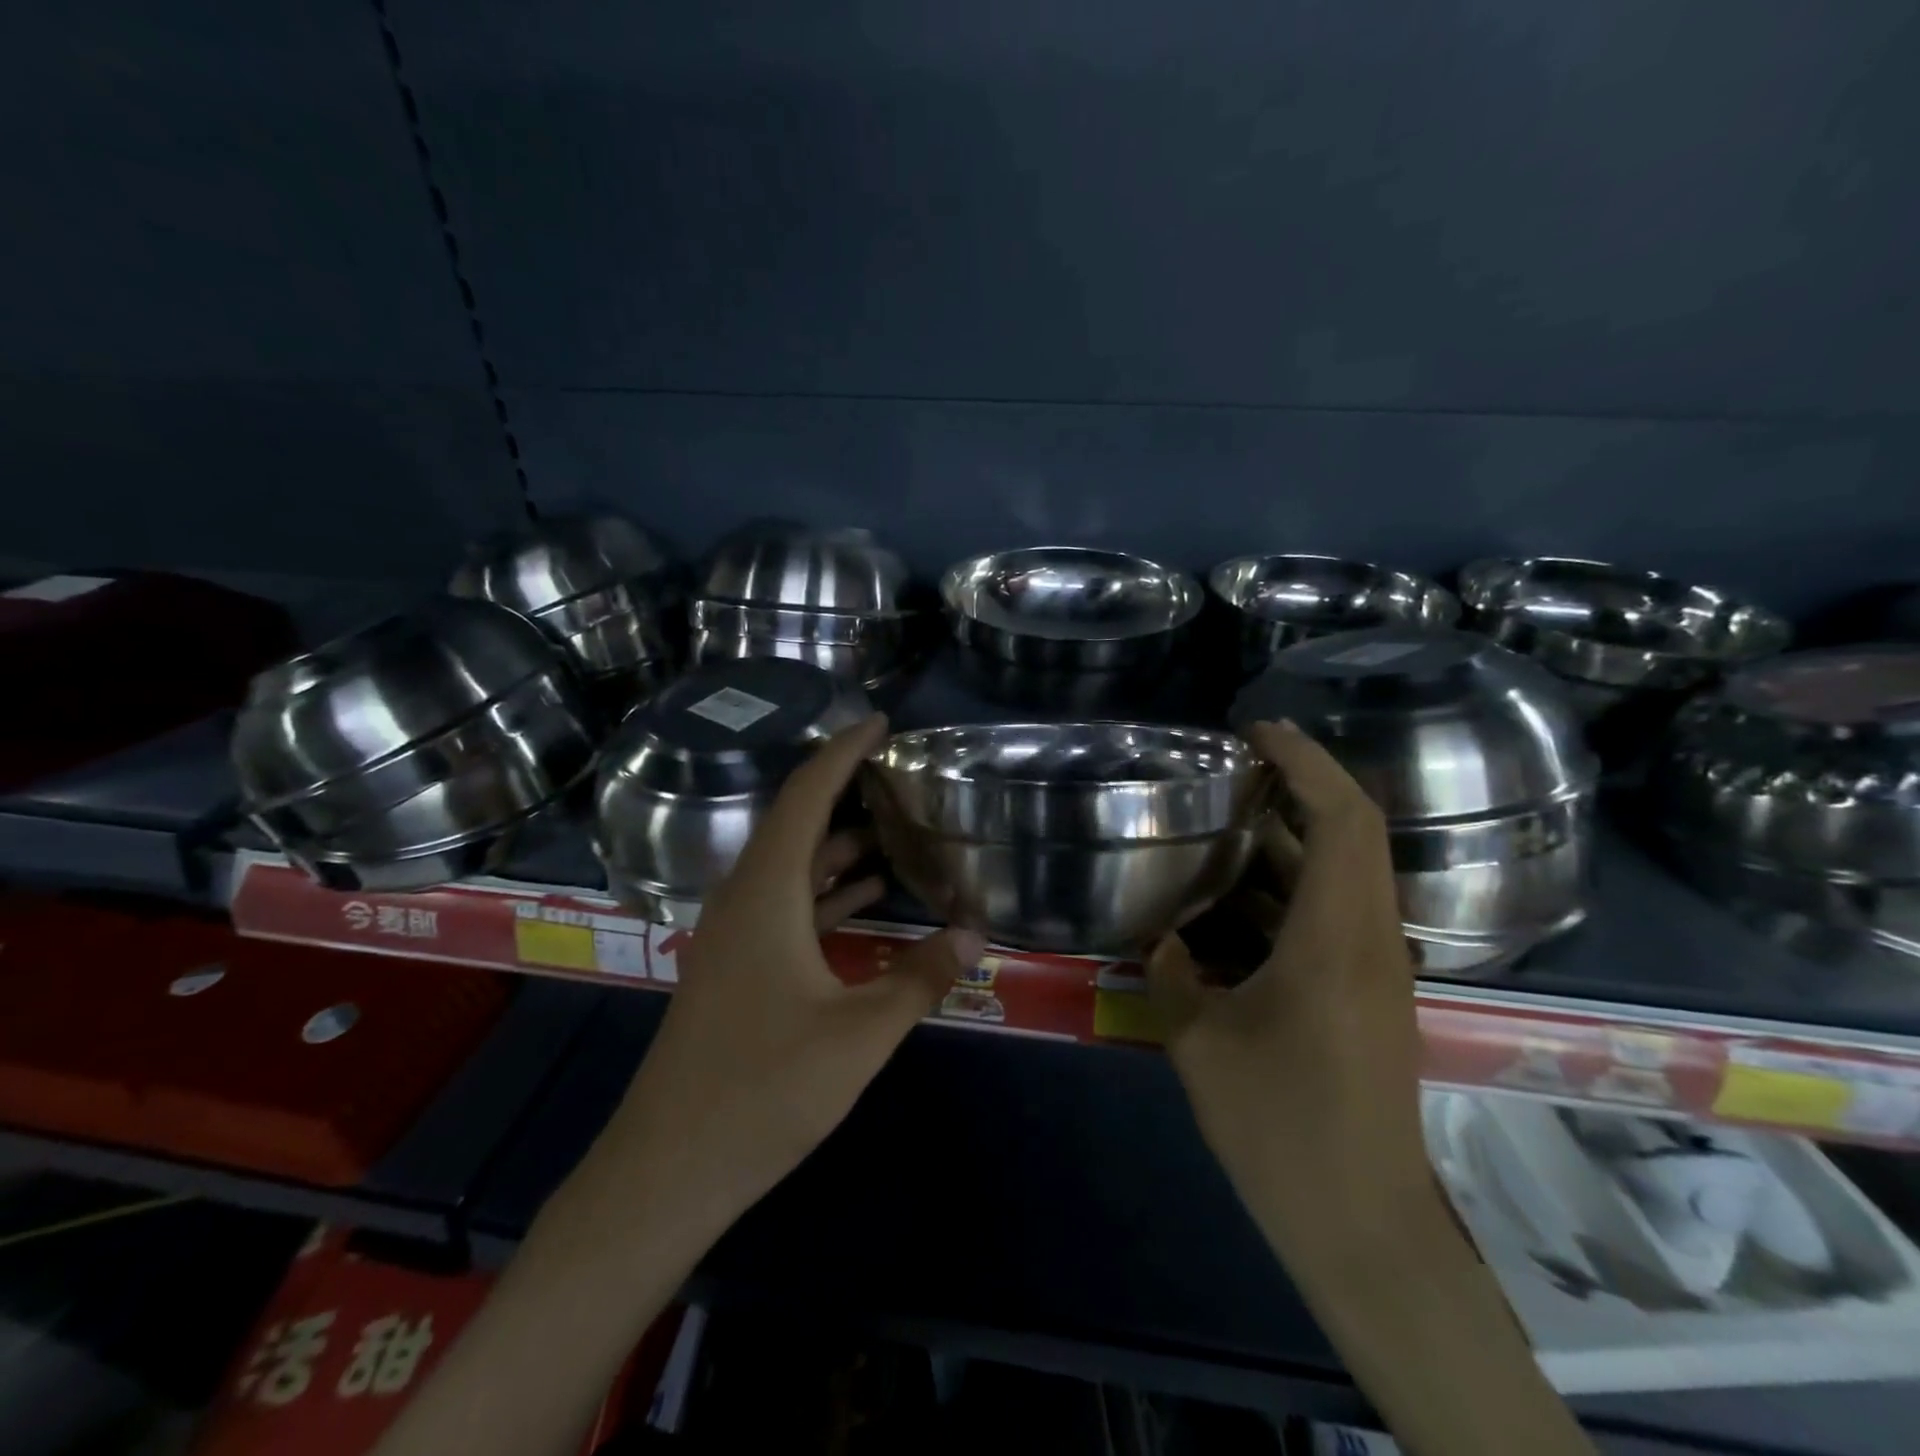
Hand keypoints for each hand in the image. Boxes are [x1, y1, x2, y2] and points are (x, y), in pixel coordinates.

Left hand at [564, 713, 982, 1249]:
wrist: (666, 1171)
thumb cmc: (763, 1092)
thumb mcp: (859, 1034)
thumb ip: (920, 977)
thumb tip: (975, 932)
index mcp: (766, 893)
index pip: (806, 796)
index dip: (842, 752)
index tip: (879, 722)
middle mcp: (743, 899)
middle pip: (795, 822)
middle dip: (844, 789)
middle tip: (897, 772)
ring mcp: (734, 935)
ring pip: (791, 865)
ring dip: (838, 843)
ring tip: (894, 826)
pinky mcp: (735, 967)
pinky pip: (785, 904)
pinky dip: (826, 889)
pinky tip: (867, 896)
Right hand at [1147, 719, 1432, 1268]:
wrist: (1363, 1223)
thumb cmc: (1281, 1127)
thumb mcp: (1200, 1043)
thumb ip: (1171, 974)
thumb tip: (1156, 937)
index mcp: (1336, 939)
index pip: (1342, 820)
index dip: (1306, 763)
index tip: (1258, 733)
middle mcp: (1371, 940)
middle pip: (1356, 832)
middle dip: (1303, 784)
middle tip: (1238, 765)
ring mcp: (1378, 968)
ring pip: (1348, 872)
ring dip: (1296, 836)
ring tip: (1229, 819)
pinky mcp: (1371, 993)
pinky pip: (1337, 911)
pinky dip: (1293, 885)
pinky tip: (1239, 898)